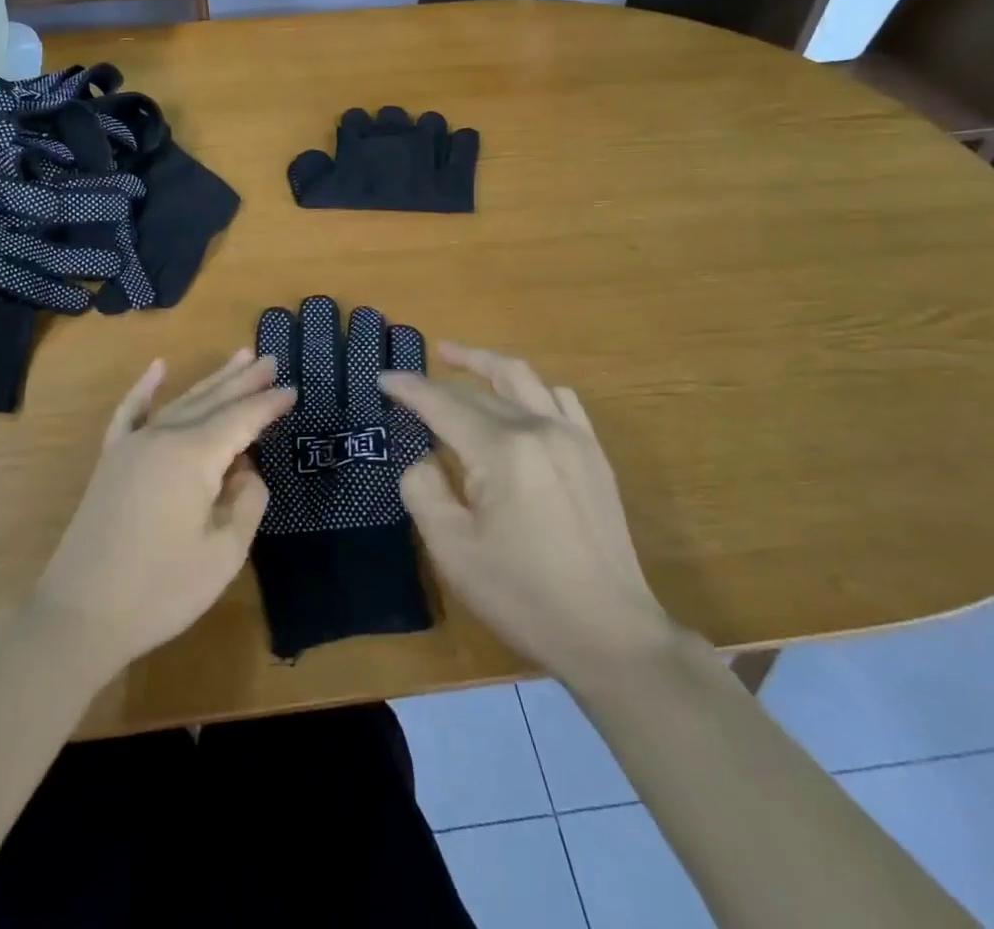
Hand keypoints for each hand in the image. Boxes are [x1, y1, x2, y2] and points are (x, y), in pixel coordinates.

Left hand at [29, 350, 293, 677]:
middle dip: (244, 381)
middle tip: (271, 359)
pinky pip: (131, 412)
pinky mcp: (112, 460)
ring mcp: (132, 445)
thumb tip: (246, 471)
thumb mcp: (223, 553)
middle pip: (212, 400)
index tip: (293, 390)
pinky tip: (158, 367)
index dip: (268, 405)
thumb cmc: (160, 590)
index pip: (241, 420)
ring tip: (238, 357)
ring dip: (212, 380)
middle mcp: (163, 436)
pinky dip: (145, 388)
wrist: (79, 615)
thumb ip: (247, 502)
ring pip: (181, 401)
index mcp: (194, 456)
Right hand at [381, 343, 674, 677]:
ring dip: (485, 364)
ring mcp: (572, 437)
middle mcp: (539, 428)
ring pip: (522, 378)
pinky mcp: (592, 454)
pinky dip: (530, 387)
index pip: (443, 404)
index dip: (409, 389)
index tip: (382, 378)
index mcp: (502, 451)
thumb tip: (425, 458)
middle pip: (479, 390)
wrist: (610, 635)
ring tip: (456, 358)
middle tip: (407, 385)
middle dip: (438, 383)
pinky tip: (517, 398)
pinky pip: (560, 399)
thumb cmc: (523, 596)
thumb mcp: (452, 550)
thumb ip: (424, 490)